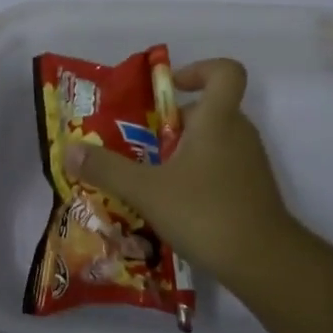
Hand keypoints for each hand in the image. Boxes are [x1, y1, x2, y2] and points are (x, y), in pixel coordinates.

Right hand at [65, 58, 304, 288]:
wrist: (264, 262)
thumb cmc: (205, 210)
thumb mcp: (147, 190)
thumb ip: (107, 169)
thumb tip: (69, 150)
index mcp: (219, 118)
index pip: (225, 71)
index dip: (200, 70)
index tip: (171, 89)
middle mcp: (239, 133)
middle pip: (210, 109)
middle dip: (173, 122)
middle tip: (141, 144)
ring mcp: (250, 163)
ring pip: (214, 141)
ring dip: (184, 152)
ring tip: (150, 178)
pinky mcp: (253, 190)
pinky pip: (221, 168)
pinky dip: (198, 177)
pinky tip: (174, 206)